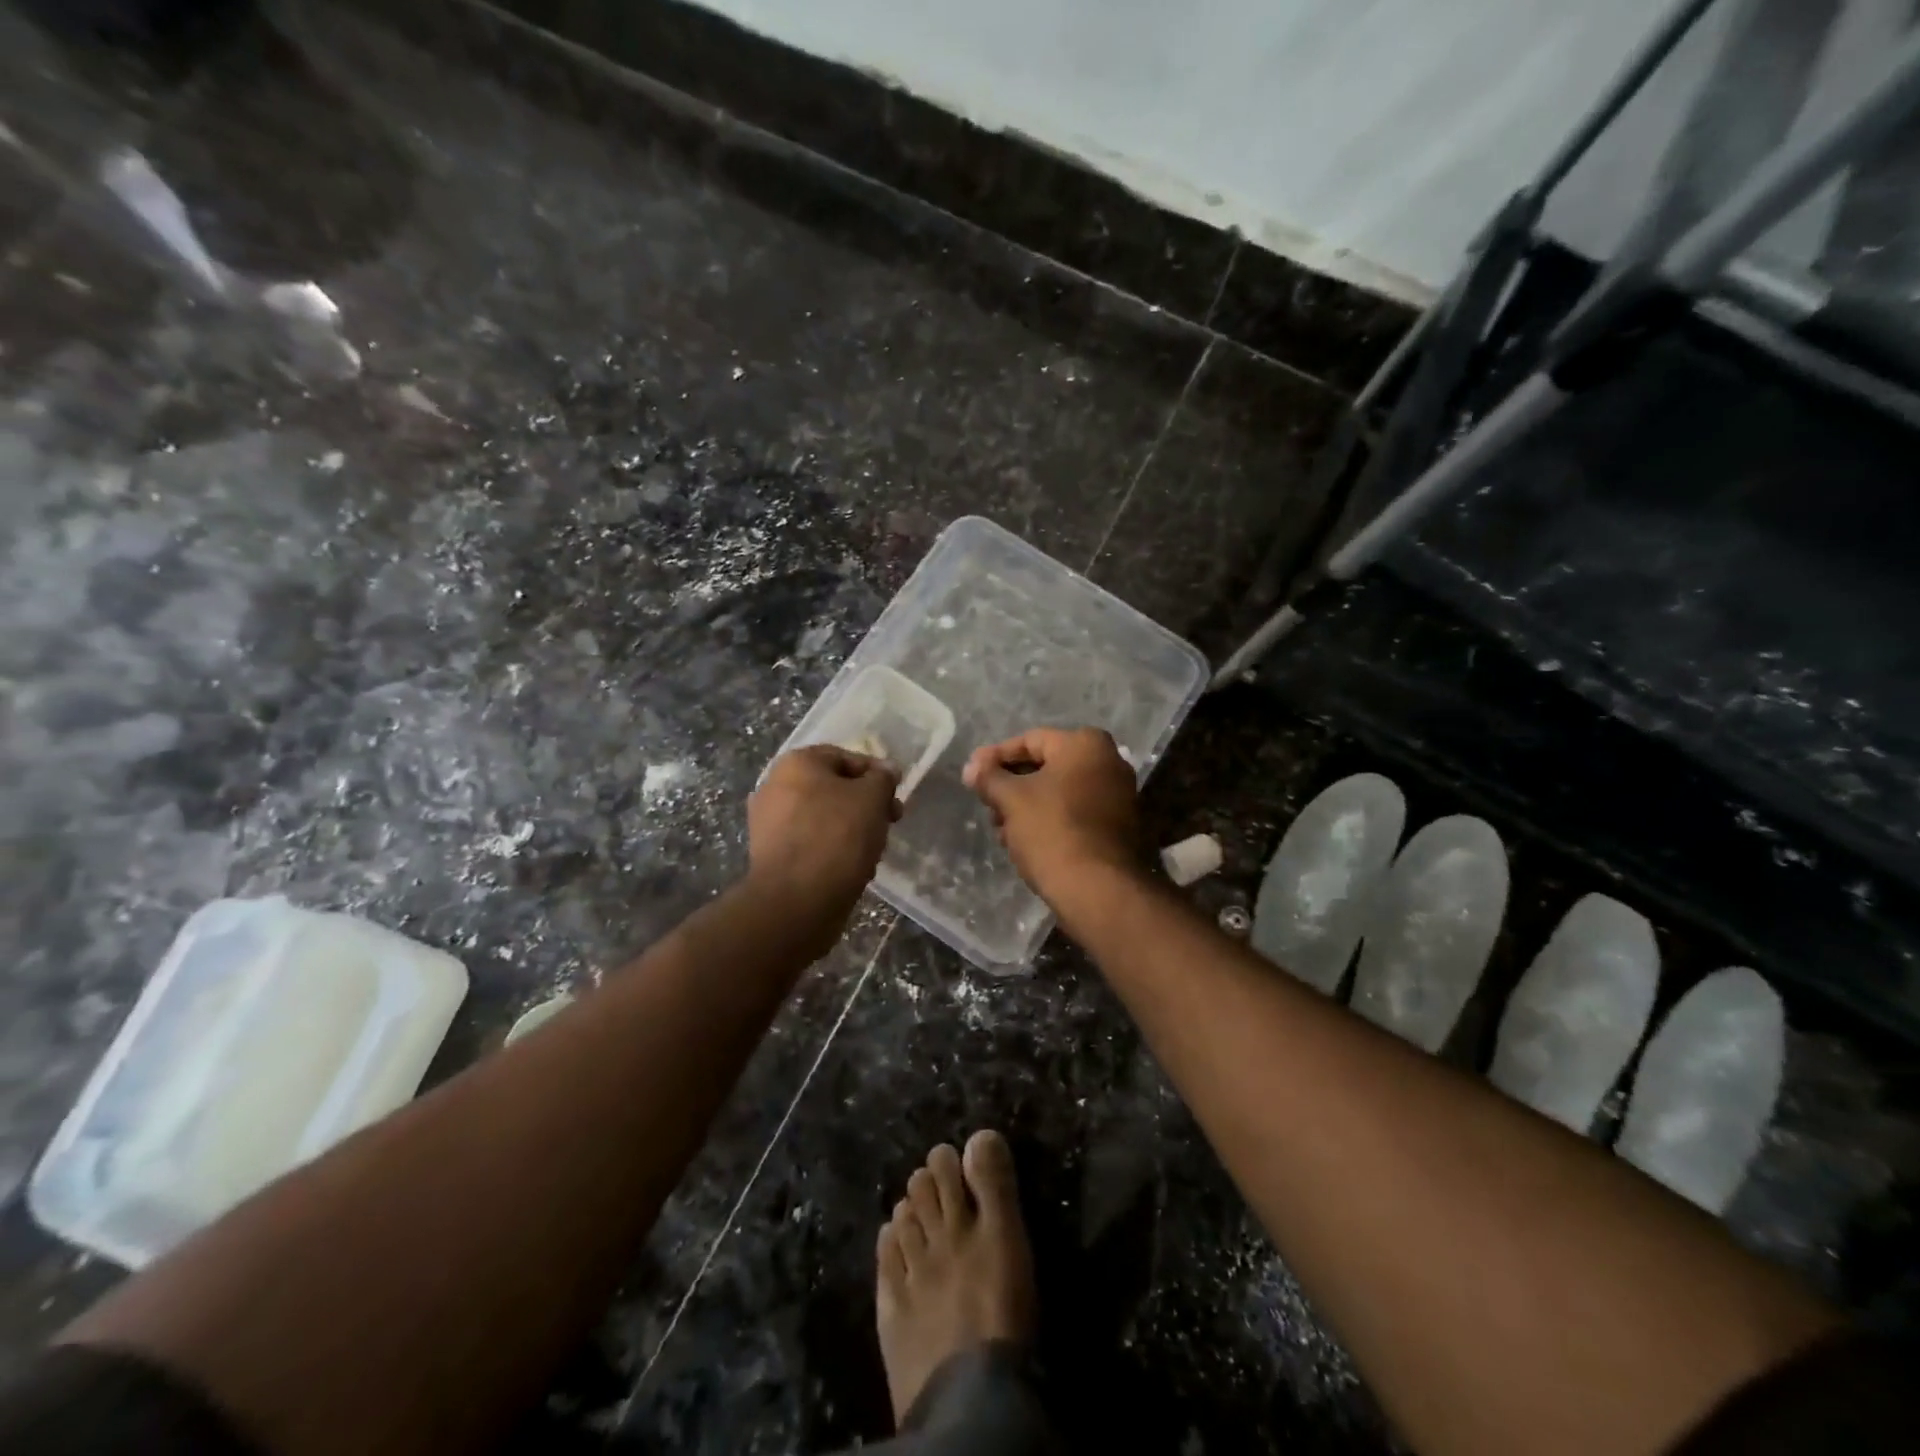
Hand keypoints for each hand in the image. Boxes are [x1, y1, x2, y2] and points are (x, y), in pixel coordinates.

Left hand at [747, 746, 900, 934]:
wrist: (797, 901)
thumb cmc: (837, 836)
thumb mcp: (872, 797)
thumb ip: (883, 778)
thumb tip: (886, 770)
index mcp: (796, 763)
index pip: (845, 757)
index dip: (876, 774)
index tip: (896, 796)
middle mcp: (775, 786)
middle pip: (834, 788)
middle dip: (866, 805)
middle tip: (890, 823)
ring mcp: (769, 823)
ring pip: (825, 818)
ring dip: (853, 829)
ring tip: (873, 851)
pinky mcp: (772, 855)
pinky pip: (812, 843)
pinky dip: (833, 850)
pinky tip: (851, 869)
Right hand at [962, 728, 1141, 901]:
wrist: (1098, 889)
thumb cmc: (1052, 831)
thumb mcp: (1012, 800)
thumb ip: (989, 778)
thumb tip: (972, 767)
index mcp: (1086, 745)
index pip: (1030, 741)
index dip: (996, 757)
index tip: (972, 774)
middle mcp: (1109, 762)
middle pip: (1047, 767)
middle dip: (1012, 785)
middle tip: (986, 804)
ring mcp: (1118, 795)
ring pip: (1060, 792)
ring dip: (1027, 807)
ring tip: (1002, 830)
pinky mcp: (1119, 826)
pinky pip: (1076, 812)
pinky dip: (1050, 820)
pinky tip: (1025, 841)